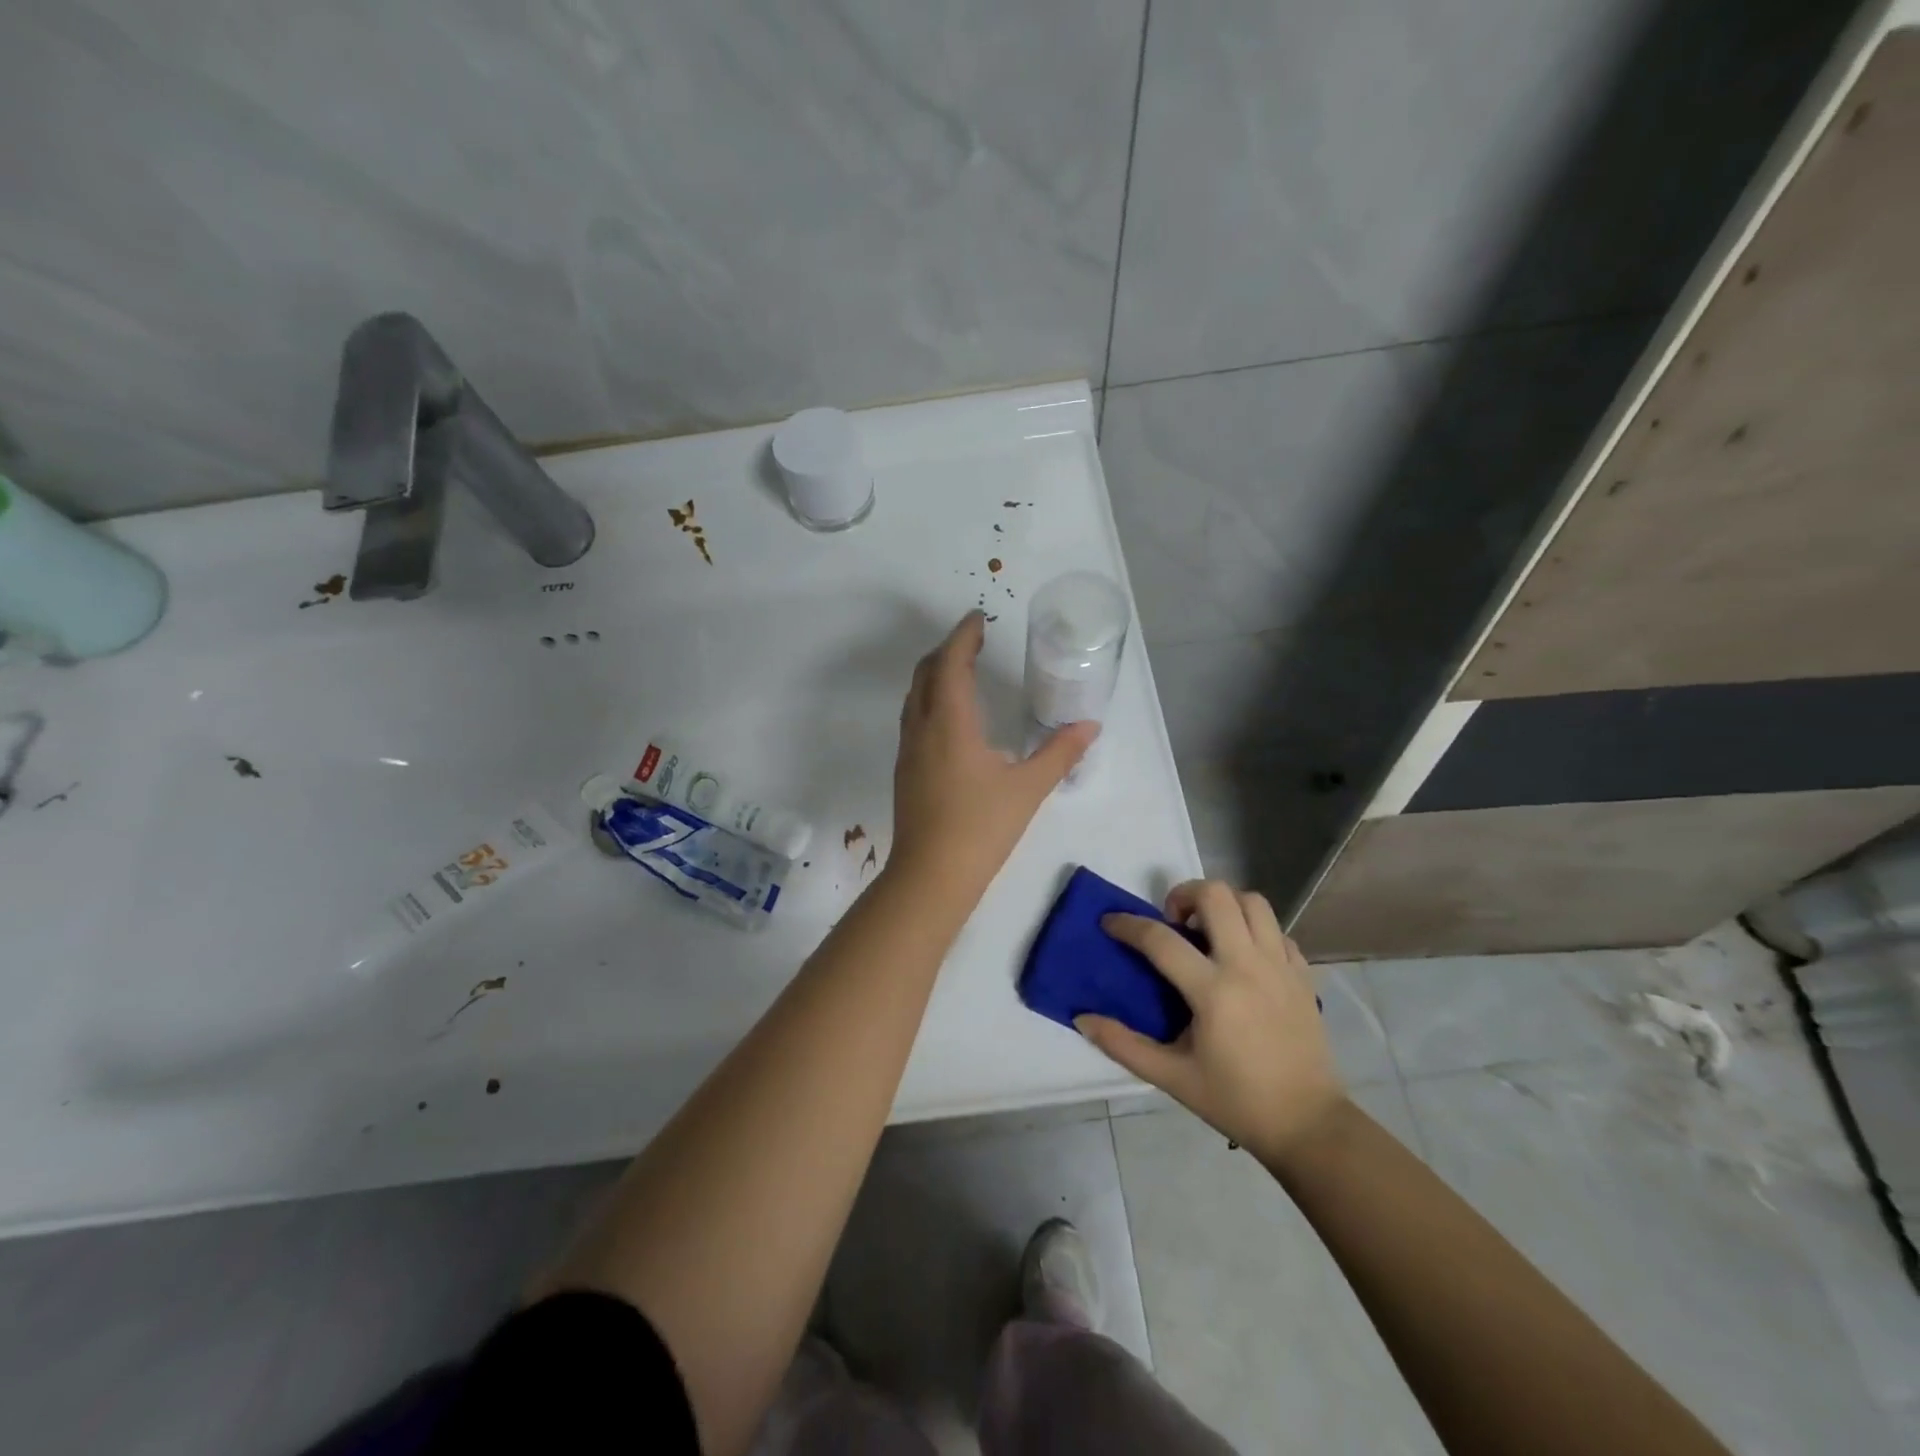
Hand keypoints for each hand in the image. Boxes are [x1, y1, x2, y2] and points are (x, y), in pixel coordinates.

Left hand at [890, 612, 1096, 888]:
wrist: (930, 876)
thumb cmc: (981, 828)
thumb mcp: (1028, 789)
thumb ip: (1059, 753)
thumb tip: (1089, 726)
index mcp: (950, 722)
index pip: (951, 662)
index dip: (963, 635)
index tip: (978, 616)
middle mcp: (921, 727)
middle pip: (926, 672)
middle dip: (948, 649)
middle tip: (974, 639)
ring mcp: (908, 750)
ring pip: (915, 696)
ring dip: (935, 673)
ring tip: (962, 670)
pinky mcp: (905, 770)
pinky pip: (914, 718)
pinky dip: (930, 699)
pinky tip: (952, 719)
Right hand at [1077, 880, 1344, 1163]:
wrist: (1308, 1125)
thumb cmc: (1235, 1100)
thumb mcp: (1172, 1077)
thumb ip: (1123, 1045)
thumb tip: (1082, 1019)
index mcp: (1213, 991)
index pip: (1160, 939)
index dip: (1127, 925)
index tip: (1109, 923)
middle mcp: (1248, 966)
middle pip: (1216, 895)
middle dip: (1184, 895)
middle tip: (1172, 922)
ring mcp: (1281, 966)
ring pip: (1253, 902)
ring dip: (1224, 905)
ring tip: (1208, 932)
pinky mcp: (1303, 974)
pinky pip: (1277, 930)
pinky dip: (1255, 930)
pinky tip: (1242, 956)